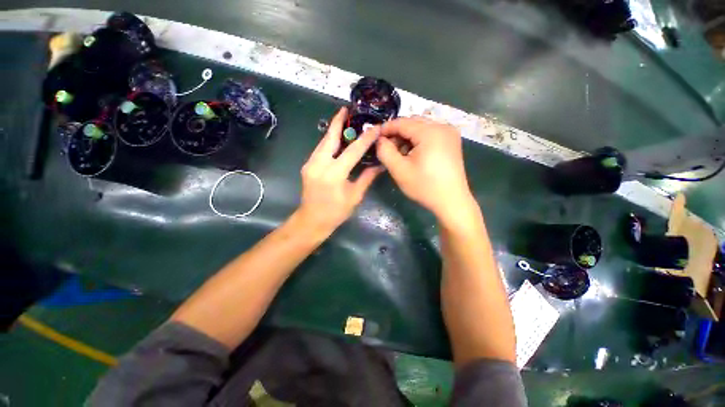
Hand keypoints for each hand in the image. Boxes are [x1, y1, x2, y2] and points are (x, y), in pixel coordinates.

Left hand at [296, 107, 382, 235]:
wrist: (312, 220)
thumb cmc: (336, 212)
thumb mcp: (354, 196)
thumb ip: (366, 177)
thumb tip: (379, 165)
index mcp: (334, 174)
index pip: (353, 151)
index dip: (365, 138)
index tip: (375, 127)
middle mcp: (319, 164)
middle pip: (330, 138)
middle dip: (338, 122)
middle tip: (346, 109)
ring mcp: (310, 164)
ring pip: (323, 142)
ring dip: (333, 130)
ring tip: (342, 119)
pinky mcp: (307, 166)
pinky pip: (320, 149)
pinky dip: (329, 142)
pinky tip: (336, 139)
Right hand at [376, 117, 476, 225]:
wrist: (451, 201)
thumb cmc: (424, 186)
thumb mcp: (399, 170)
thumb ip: (385, 151)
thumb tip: (380, 140)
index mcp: (430, 132)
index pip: (402, 122)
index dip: (386, 128)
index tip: (375, 137)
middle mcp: (442, 126)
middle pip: (413, 123)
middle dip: (397, 133)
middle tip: (387, 148)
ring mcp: (450, 133)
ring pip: (421, 128)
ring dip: (407, 137)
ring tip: (400, 153)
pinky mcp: (452, 141)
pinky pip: (430, 134)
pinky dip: (418, 140)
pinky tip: (413, 154)